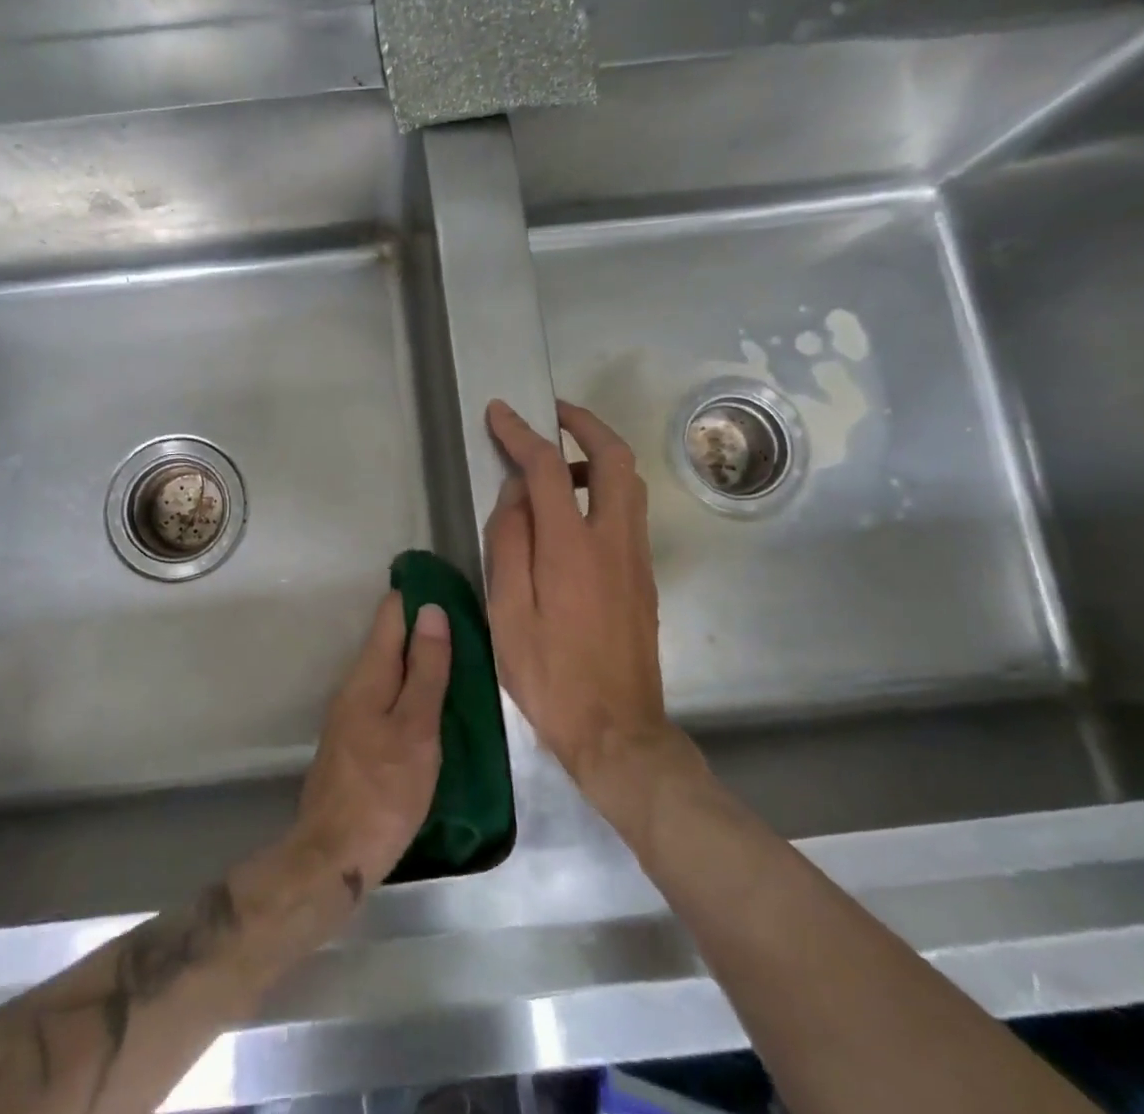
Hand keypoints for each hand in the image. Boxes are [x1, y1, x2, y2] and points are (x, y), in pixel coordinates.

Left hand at [292, 592, 449, 892]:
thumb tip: (432, 610)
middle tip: (467, 626)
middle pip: (388, 639)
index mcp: (369, 674)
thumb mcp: (416, 728)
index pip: (391, 613)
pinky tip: (431, 703)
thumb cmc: (384, 790)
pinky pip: (385, 696)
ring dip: (417, 659)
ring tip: (458, 660)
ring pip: (388, 669)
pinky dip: (409, 688)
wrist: (334, 854)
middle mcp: (354, 685)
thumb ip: (426, 670)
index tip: (451, 587)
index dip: (418, 595)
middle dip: (422, 627)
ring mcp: (350, 713)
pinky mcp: (354, 740)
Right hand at [484, 399, 709, 816]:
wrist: (618, 731)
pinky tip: (574, 509)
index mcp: (571, 547)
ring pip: (630, 482)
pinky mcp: (643, 576)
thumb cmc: (550, 675)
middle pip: (614, 457)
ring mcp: (636, 557)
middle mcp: (613, 540)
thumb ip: (509, 542)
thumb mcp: (507, 611)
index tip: (500, 412)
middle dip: (584, 423)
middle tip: (553, 413)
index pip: (548, 467)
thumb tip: (517, 493)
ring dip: (598, 454)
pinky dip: (605, 486)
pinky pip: (629, 510)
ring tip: (558, 461)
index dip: (521, 433)